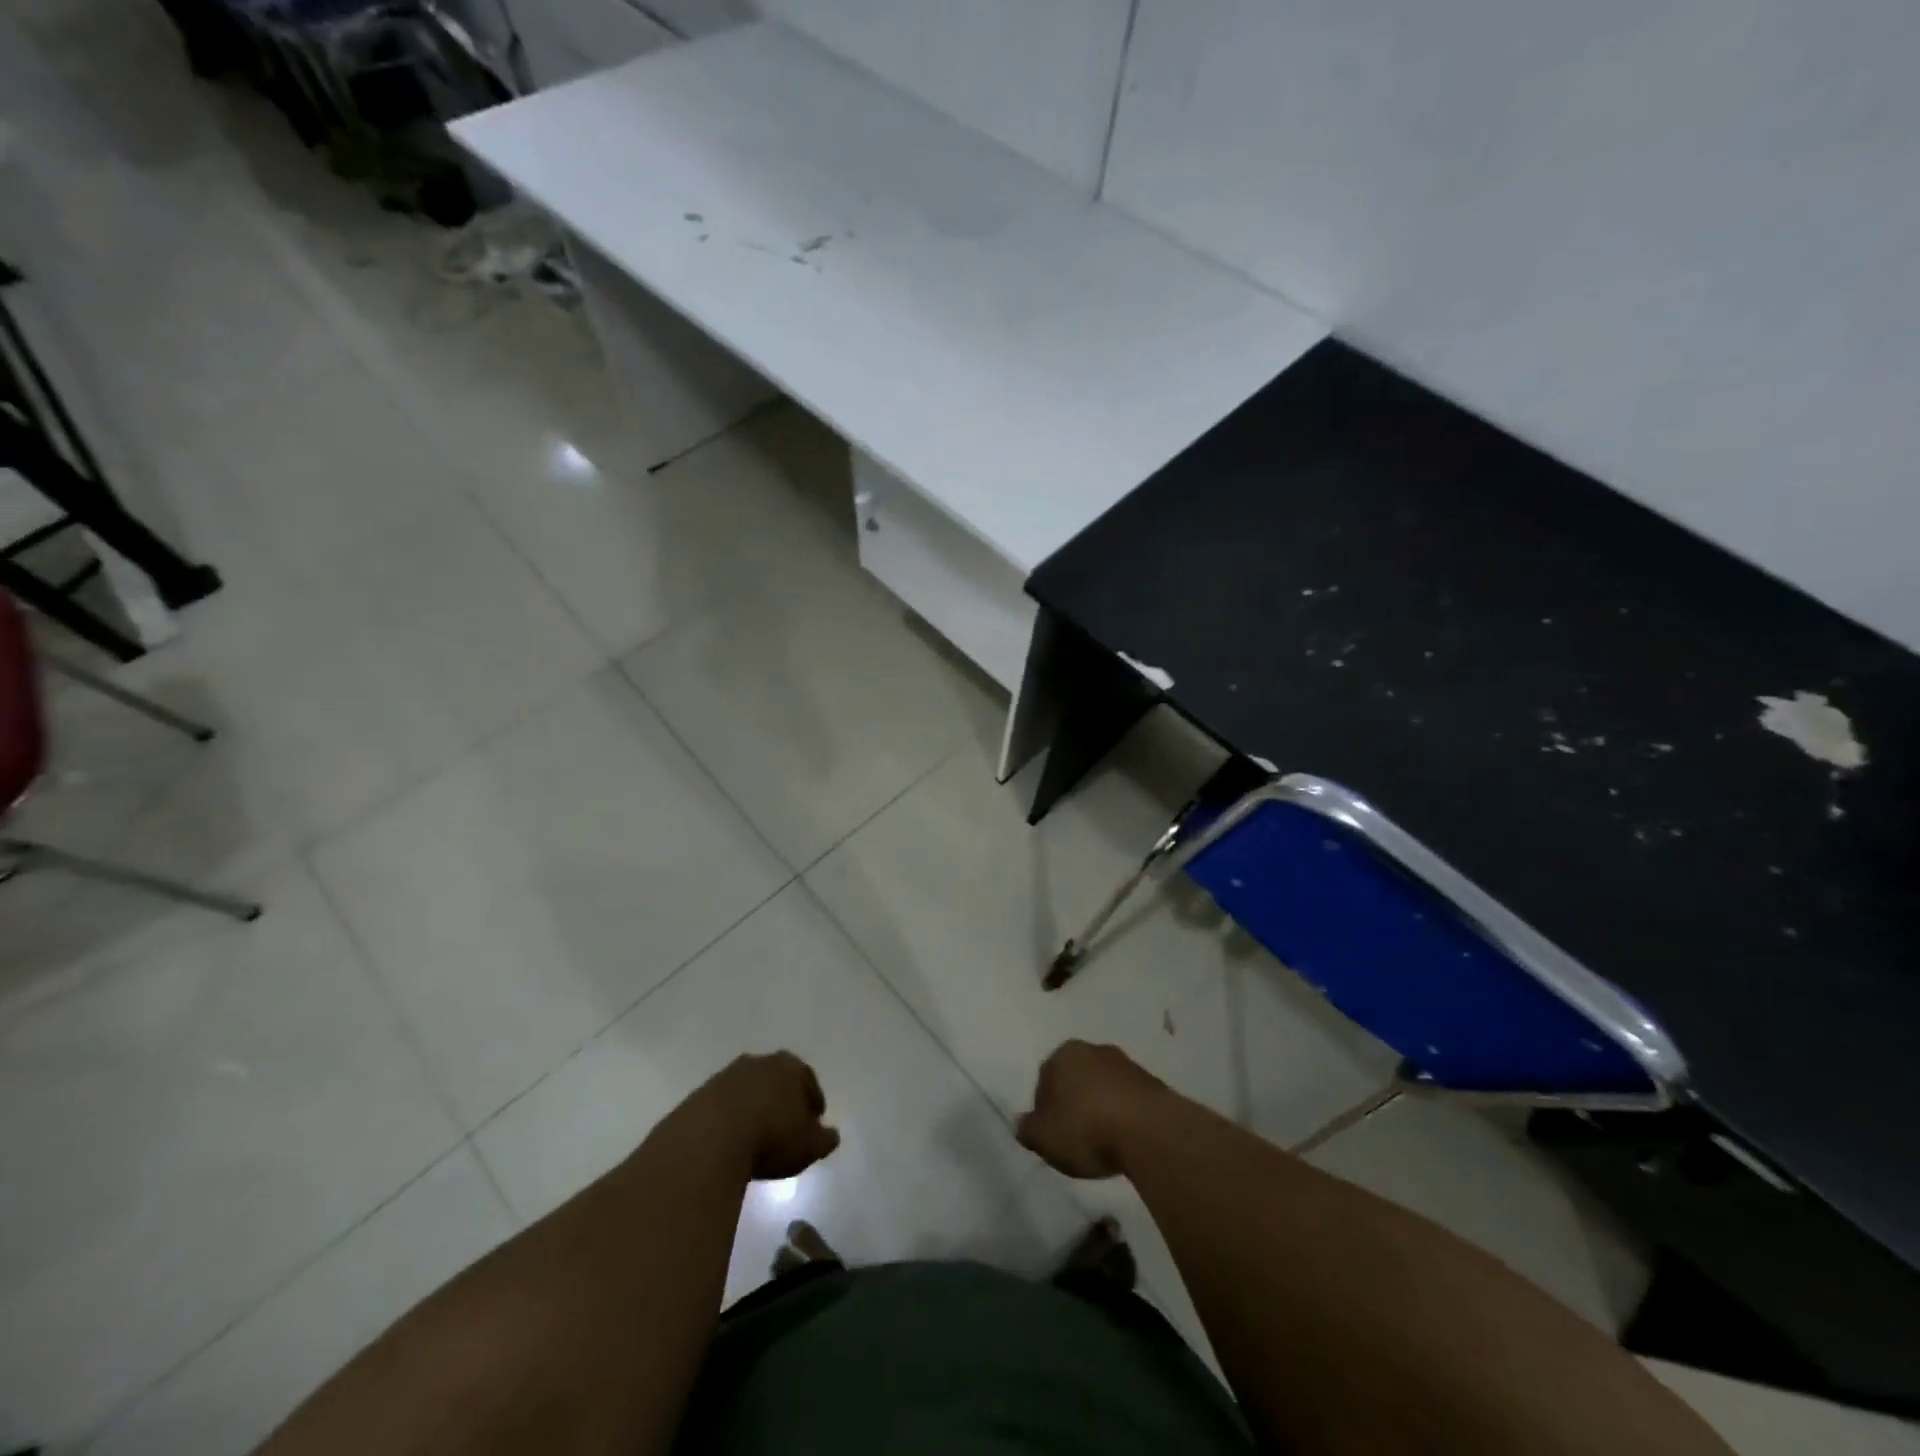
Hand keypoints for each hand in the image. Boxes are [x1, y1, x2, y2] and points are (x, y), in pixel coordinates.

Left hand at [700, 1052, 841, 1180]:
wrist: (708, 1141)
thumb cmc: (770, 1137)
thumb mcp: (808, 1146)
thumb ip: (824, 1139)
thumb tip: (831, 1135)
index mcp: (789, 1066)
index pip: (808, 1080)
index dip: (813, 1102)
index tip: (813, 1124)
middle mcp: (759, 1062)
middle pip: (776, 1080)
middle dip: (783, 1100)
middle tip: (786, 1127)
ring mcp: (726, 1076)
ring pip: (748, 1090)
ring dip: (754, 1109)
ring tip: (756, 1138)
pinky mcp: (700, 1094)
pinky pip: (723, 1106)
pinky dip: (730, 1120)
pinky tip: (730, 1142)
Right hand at [1017, 1041, 1169, 1179]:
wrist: (1149, 1131)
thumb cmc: (1086, 1129)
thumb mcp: (1043, 1138)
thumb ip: (1027, 1129)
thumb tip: (1023, 1124)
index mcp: (1063, 1054)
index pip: (1044, 1080)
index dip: (1044, 1109)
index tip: (1051, 1135)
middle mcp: (1093, 1050)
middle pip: (1075, 1079)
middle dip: (1073, 1103)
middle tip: (1075, 1137)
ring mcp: (1125, 1063)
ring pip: (1103, 1087)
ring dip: (1100, 1107)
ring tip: (1102, 1142)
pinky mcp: (1151, 1082)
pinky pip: (1127, 1099)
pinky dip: (1123, 1114)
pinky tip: (1124, 1139)